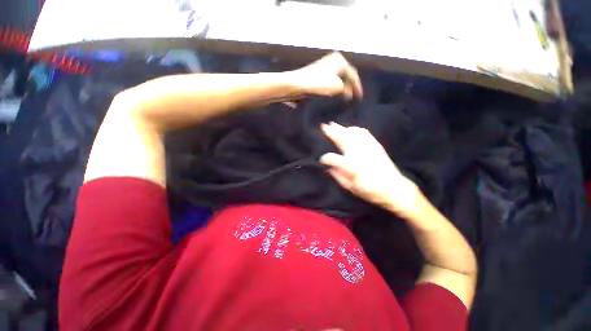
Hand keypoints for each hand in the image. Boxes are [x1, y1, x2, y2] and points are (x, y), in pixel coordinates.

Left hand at [289, 52, 362, 99]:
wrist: (297, 85)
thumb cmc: (318, 84)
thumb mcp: (337, 87)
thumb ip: (346, 90)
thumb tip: (348, 93)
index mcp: (340, 60)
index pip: (353, 75)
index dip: (357, 87)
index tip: (360, 97)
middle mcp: (333, 61)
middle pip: (346, 75)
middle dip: (350, 86)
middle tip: (354, 97)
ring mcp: (324, 67)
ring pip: (338, 78)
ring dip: (342, 88)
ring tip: (346, 97)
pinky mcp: (317, 74)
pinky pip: (330, 81)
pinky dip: (334, 88)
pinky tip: (334, 95)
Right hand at [320, 122, 419, 216]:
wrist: (394, 188)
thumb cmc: (371, 191)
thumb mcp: (351, 188)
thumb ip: (338, 176)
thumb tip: (327, 168)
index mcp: (351, 166)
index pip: (333, 158)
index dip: (325, 158)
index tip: (321, 159)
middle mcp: (358, 154)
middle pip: (342, 140)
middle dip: (332, 132)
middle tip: (323, 126)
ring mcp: (368, 147)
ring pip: (351, 134)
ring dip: (341, 128)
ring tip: (333, 124)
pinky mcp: (375, 145)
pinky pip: (364, 133)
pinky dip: (355, 129)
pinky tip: (350, 128)